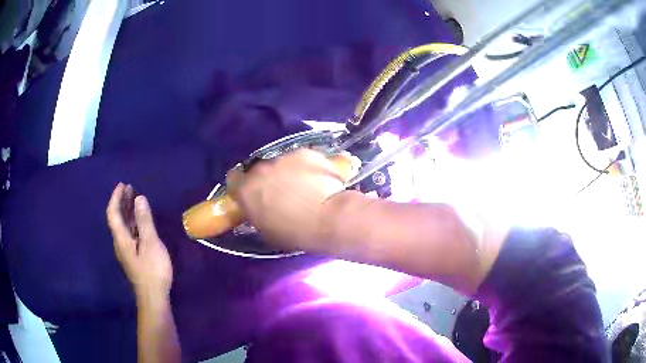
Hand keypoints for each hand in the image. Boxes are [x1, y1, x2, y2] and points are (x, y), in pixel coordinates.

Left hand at [107, 184, 172, 299]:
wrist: (153, 296)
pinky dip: (133, 222)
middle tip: (130, 188)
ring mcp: (126, 250)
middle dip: (122, 202)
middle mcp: (120, 242)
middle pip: (117, 218)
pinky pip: (129, 233)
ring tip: (135, 200)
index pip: (113, 213)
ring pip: (123, 226)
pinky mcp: (133, 256)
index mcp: (121, 238)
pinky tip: (140, 222)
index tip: (123, 185)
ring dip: (127, 211)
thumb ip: (144, 221)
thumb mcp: (150, 244)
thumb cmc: (152, 270)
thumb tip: (139, 198)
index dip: (116, 198)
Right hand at [229, 149, 346, 250]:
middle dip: (268, 180)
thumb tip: (260, 210)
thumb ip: (258, 215)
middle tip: (282, 193)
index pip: (234, 180)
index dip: (243, 186)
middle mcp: (261, 169)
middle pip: (259, 170)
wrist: (328, 218)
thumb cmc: (295, 233)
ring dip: (288, 172)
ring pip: (282, 163)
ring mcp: (283, 157)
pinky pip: (302, 158)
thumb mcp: (267, 231)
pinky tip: (320, 179)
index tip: (253, 194)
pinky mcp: (305, 152)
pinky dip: (308, 167)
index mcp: (246, 190)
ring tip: (306, 187)